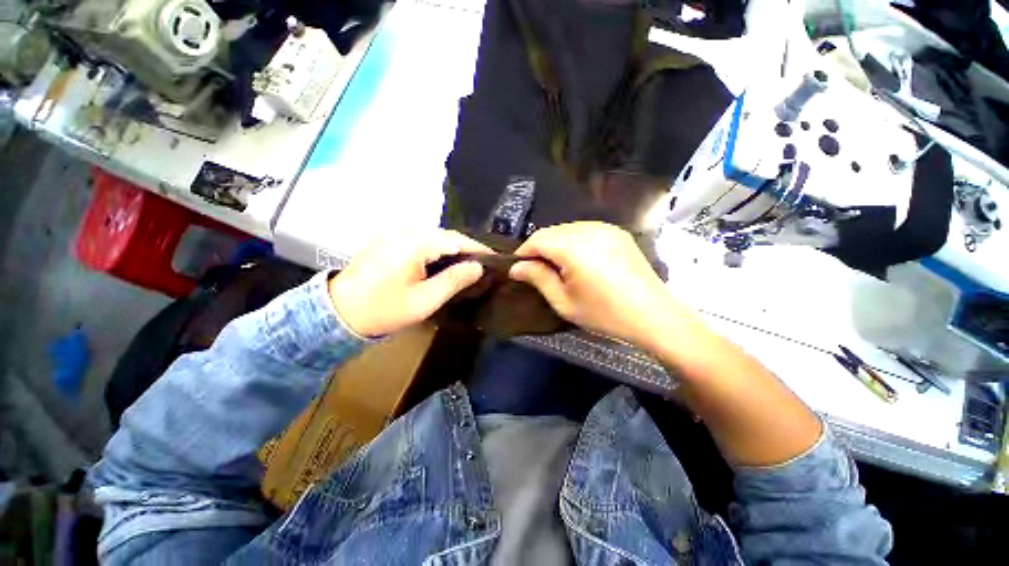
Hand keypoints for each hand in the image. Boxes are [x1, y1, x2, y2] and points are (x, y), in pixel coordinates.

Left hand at [328, 230, 489, 336]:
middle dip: (466, 247)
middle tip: (483, 263)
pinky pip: (420, 240)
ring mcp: (393, 235)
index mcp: (415, 244)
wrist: (338, 313)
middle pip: (445, 235)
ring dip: (451, 248)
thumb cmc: (384, 309)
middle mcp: (405, 232)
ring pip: (433, 236)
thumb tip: (478, 267)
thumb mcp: (425, 300)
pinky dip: (436, 249)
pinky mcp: (387, 242)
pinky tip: (442, 262)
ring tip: (467, 263)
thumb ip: (454, 280)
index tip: (495, 258)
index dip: (478, 248)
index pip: (456, 239)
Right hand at [509, 222, 688, 350]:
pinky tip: (578, 260)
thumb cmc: (604, 313)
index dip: (524, 252)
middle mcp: (589, 229)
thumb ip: (538, 278)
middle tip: (537, 271)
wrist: (654, 315)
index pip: (538, 239)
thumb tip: (516, 267)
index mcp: (574, 247)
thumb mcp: (564, 301)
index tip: (518, 268)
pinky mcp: (618, 233)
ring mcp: (607, 228)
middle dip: (540, 248)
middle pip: (552, 231)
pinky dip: (574, 241)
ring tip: (557, 266)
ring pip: (568, 229)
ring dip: (556, 244)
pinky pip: (586, 230)